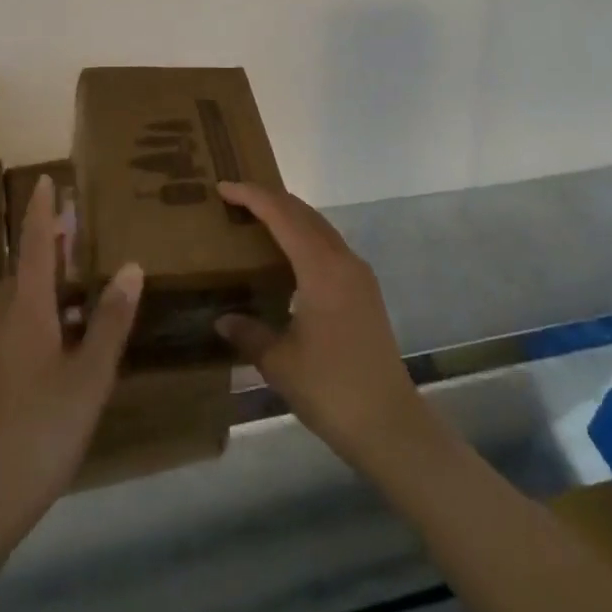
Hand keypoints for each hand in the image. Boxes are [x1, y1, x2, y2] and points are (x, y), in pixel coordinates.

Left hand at [0, 176, 142, 533]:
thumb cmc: (41, 429)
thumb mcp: (89, 375)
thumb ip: (110, 320)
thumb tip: (131, 265)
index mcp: (26, 309)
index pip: (37, 245)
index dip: (43, 211)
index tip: (47, 178)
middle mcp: (3, 317)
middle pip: (26, 265)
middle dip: (49, 240)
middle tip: (79, 222)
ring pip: (20, 293)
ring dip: (46, 273)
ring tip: (77, 266)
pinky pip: (16, 317)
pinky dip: (40, 303)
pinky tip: (64, 325)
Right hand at [215, 180, 430, 472]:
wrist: (389, 424)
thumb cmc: (331, 388)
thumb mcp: (279, 362)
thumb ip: (248, 333)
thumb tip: (223, 319)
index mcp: (321, 268)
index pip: (282, 215)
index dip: (251, 196)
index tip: (222, 187)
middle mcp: (343, 260)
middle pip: (303, 213)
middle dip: (269, 199)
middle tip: (235, 199)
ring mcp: (358, 274)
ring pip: (319, 227)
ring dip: (288, 217)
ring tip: (256, 221)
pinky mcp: (365, 291)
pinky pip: (329, 246)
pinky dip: (303, 237)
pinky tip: (287, 257)